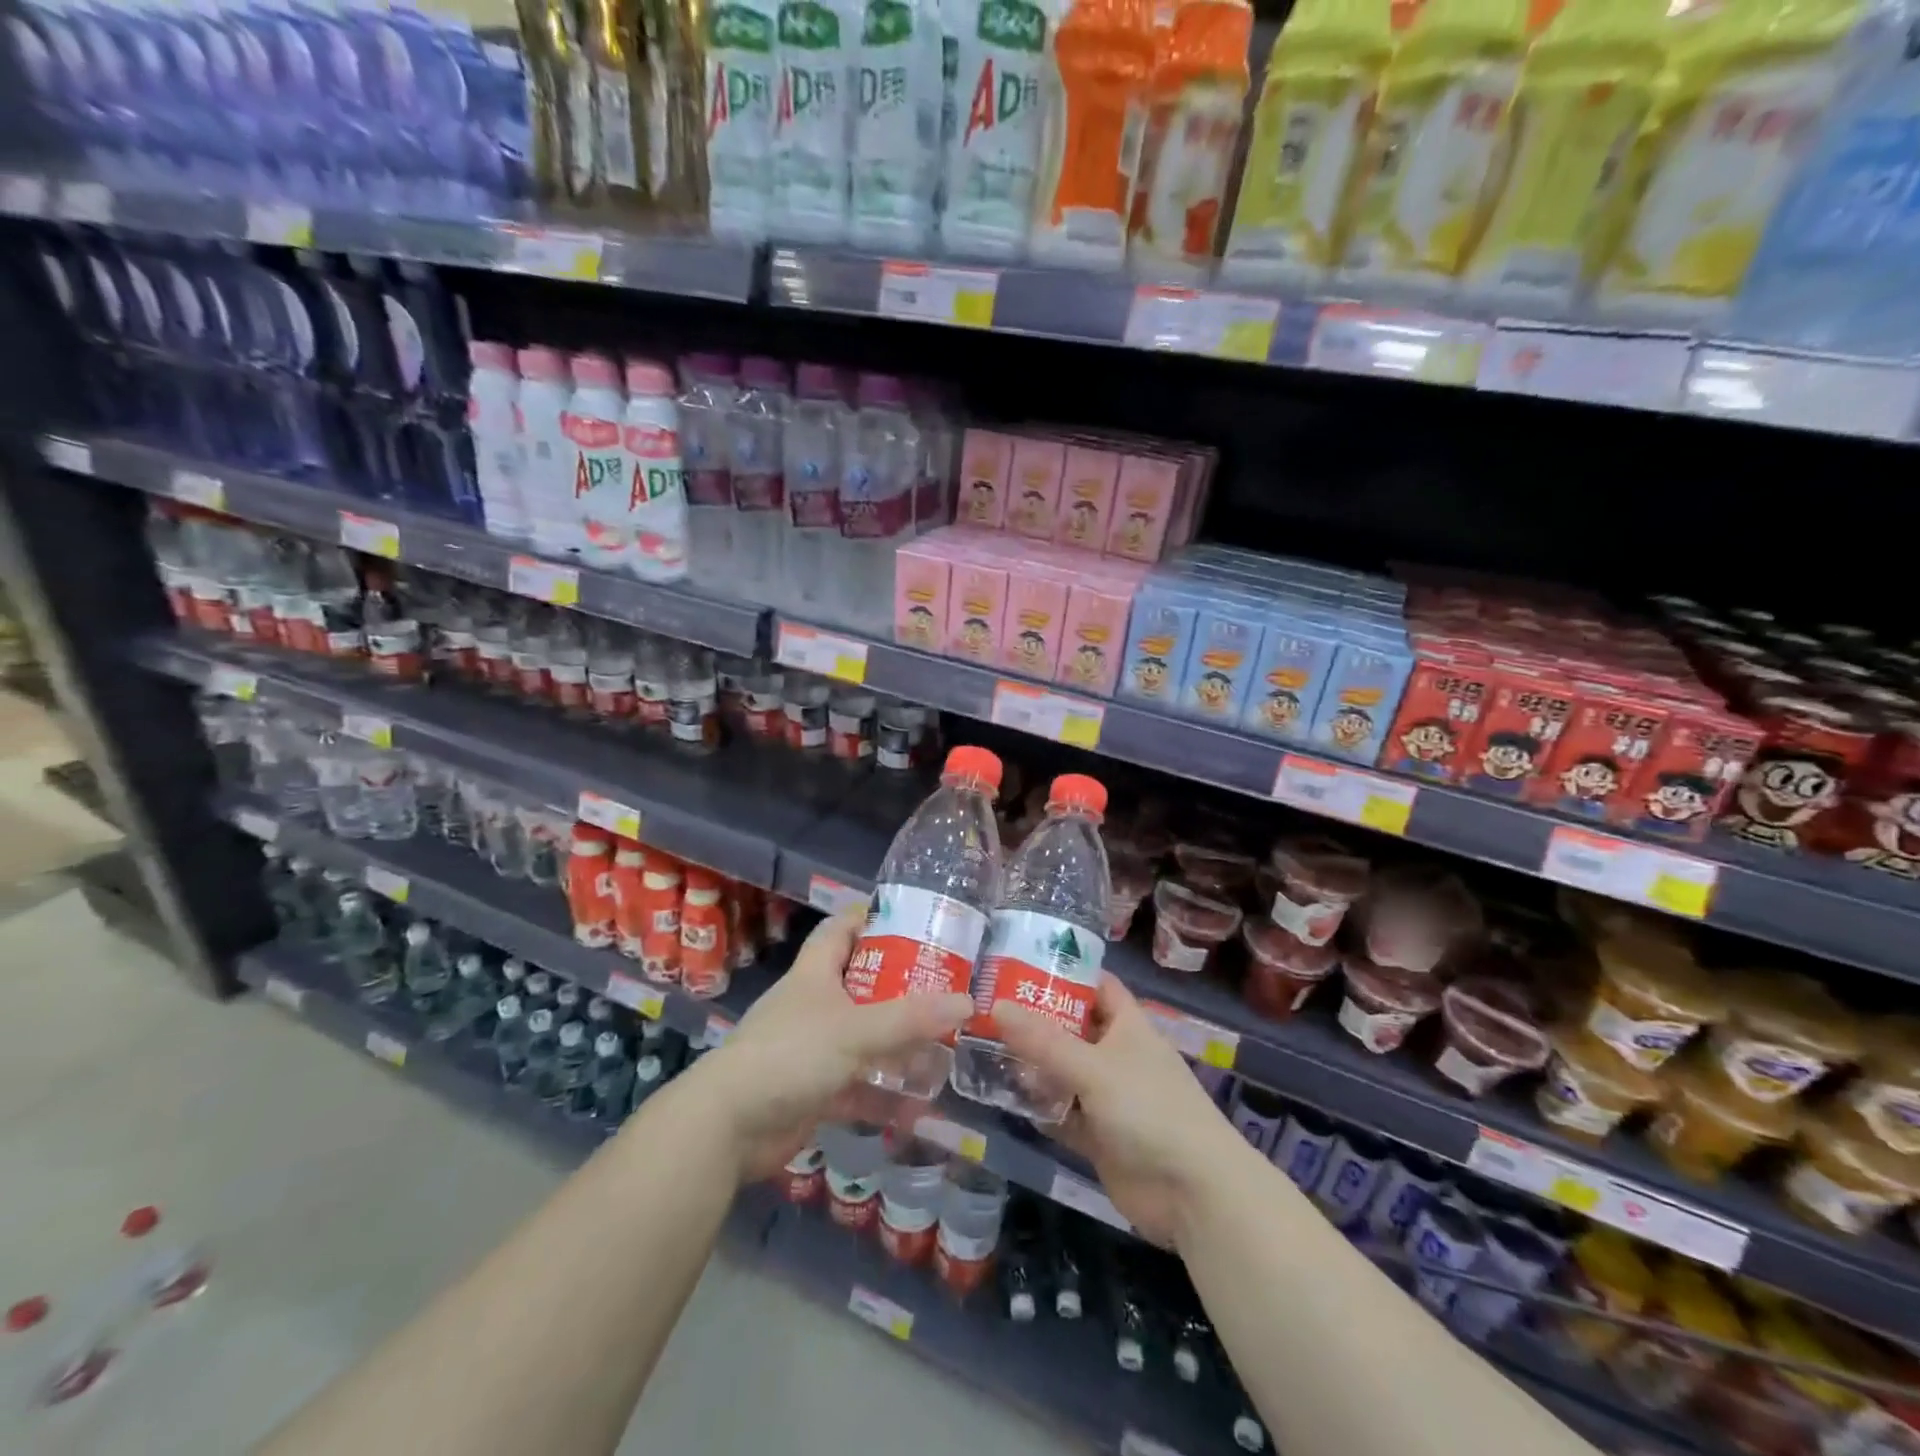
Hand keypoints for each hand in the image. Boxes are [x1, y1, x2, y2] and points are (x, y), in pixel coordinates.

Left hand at [680, 911, 972, 1181]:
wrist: (728, 1126)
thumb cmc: (791, 1055)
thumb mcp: (855, 1029)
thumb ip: (911, 1018)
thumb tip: (967, 1001)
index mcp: (815, 973)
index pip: (842, 929)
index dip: (873, 919)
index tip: (915, 922)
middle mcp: (814, 1004)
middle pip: (862, 984)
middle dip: (901, 988)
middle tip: (946, 988)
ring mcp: (813, 1049)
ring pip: (864, 1037)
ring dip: (898, 1044)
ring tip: (945, 1044)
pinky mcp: (814, 1090)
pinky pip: (858, 1084)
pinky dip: (884, 1093)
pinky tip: (919, 1103)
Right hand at [993, 975, 1245, 1247]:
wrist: (1193, 1193)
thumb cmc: (1148, 1109)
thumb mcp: (1093, 1068)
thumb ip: (1043, 1041)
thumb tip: (997, 1006)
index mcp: (1128, 1026)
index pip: (1096, 985)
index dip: (1065, 972)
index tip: (1020, 964)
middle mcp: (1117, 1055)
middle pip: (1073, 1029)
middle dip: (1037, 1021)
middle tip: (988, 1008)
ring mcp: (1108, 1097)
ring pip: (1064, 1072)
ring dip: (1033, 1066)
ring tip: (985, 1049)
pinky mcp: (1100, 1136)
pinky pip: (1063, 1113)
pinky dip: (1041, 1107)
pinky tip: (1005, 1098)